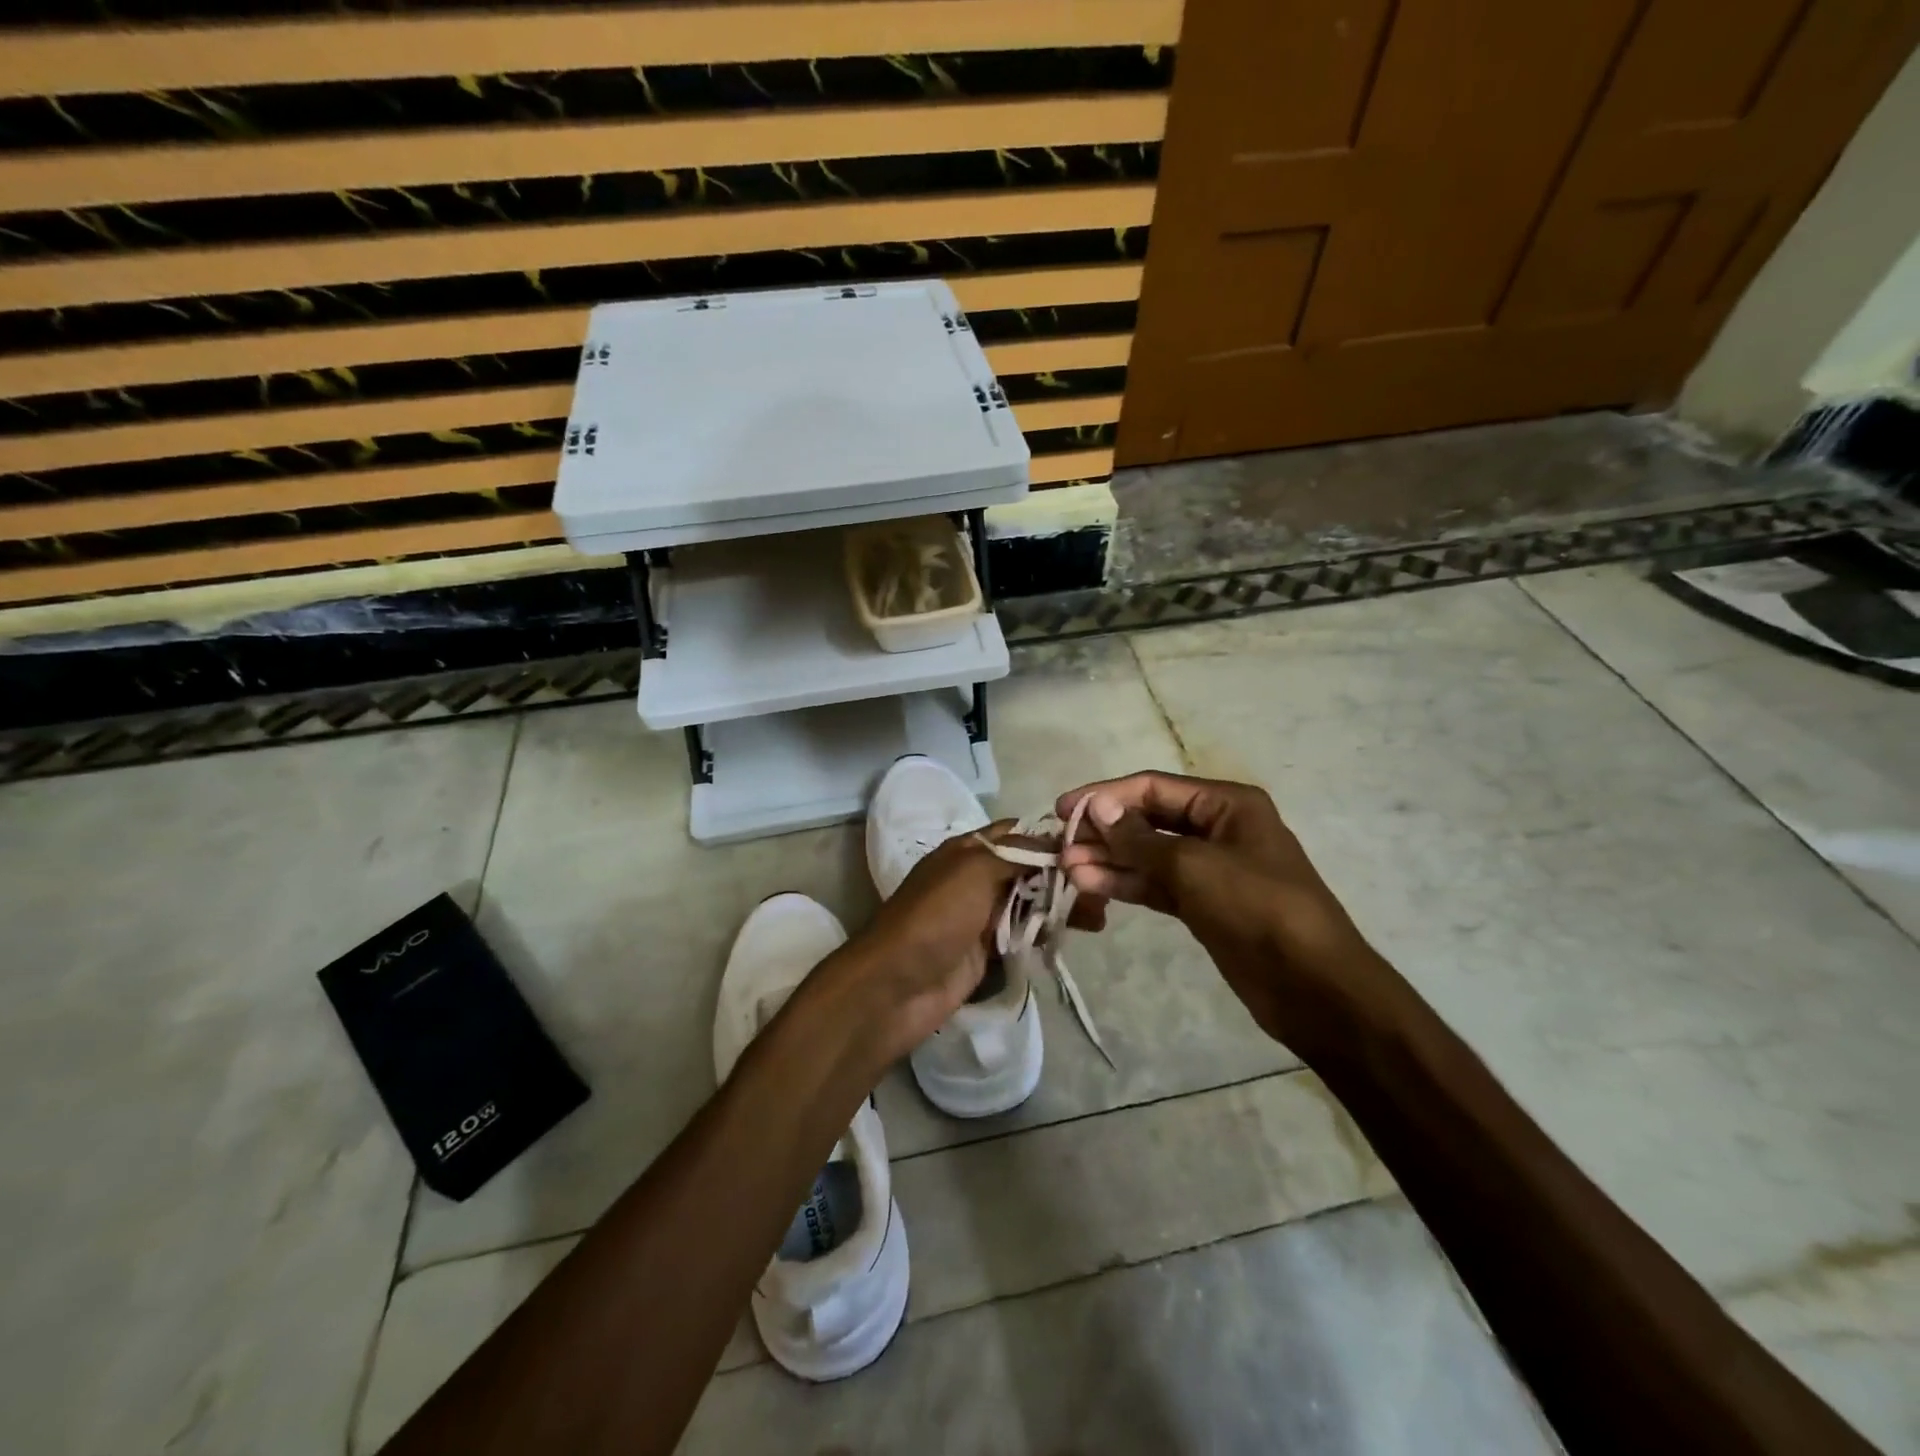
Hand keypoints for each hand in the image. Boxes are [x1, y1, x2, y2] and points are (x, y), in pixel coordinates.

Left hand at [824, 822, 1109, 1064]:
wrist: (898, 985)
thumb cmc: (936, 917)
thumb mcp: (974, 870)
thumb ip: (1017, 853)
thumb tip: (1057, 841)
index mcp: (968, 850)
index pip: (1017, 833)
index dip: (1052, 837)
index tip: (1093, 847)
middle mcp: (977, 878)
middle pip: (1030, 869)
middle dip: (1065, 876)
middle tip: (1102, 891)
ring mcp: (982, 916)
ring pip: (1031, 902)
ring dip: (1061, 906)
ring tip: (1098, 918)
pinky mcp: (988, 950)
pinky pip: (1024, 934)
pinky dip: (1047, 932)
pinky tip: (1073, 935)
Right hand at [1056, 771, 1395, 1059]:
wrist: (1312, 986)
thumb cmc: (1257, 908)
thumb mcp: (1193, 866)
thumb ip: (1139, 837)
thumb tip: (1097, 808)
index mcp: (1226, 804)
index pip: (1153, 788)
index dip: (1106, 796)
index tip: (1063, 809)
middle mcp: (1217, 828)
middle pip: (1148, 820)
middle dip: (1105, 832)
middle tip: (1060, 847)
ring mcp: (1210, 869)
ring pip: (1149, 855)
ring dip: (1110, 860)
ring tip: (1067, 870)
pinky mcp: (1203, 904)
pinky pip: (1157, 885)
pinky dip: (1126, 884)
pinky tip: (1091, 886)